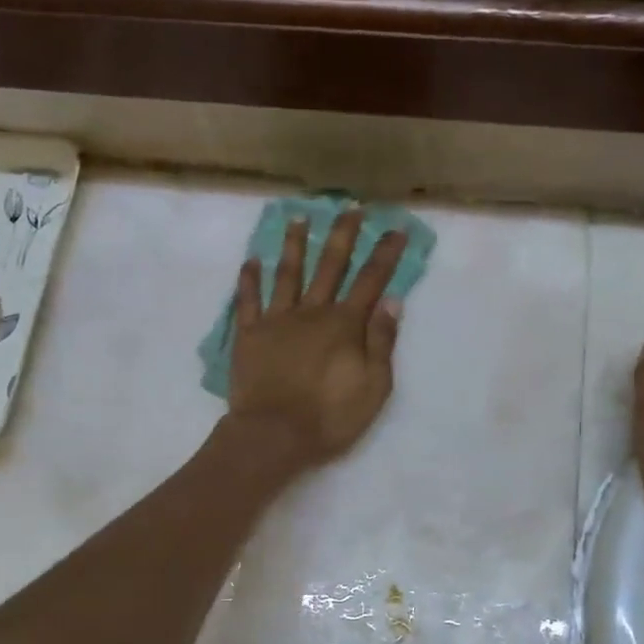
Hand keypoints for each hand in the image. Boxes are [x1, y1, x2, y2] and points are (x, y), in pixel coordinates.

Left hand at [225, 210, 406, 471]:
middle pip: (330, 266)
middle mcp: (311, 312)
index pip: (371, 281)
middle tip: (350, 208)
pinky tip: (251, 261)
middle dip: (343, 235)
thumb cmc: (329, 417)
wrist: (272, 435)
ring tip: (298, 218)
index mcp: (344, 325)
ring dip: (294, 245)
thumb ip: (382, 342)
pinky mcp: (249, 335)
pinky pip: (248, 301)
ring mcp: (276, 320)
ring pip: (287, 273)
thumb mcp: (374, 387)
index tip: (395, 229)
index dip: (385, 254)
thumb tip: (392, 301)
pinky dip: (249, 280)